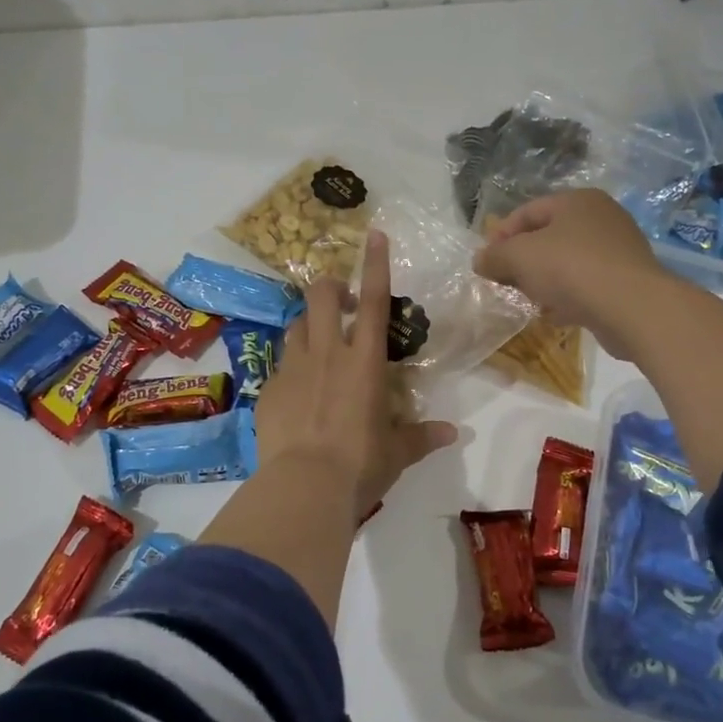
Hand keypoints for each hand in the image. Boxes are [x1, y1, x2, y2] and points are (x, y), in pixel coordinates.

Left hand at [256, 230, 458, 517]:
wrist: (304, 486)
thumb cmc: (360, 464)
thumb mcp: (397, 452)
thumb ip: (422, 437)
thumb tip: (453, 434)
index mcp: (364, 361)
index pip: (373, 301)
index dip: (375, 264)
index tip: (374, 235)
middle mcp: (326, 354)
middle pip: (321, 296)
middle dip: (330, 287)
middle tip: (341, 305)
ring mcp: (293, 369)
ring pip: (296, 325)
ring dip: (309, 326)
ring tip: (319, 347)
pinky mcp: (269, 389)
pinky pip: (280, 365)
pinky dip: (292, 369)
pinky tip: (297, 395)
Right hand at [473, 189, 675, 359]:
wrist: (632, 308)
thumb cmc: (571, 269)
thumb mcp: (519, 257)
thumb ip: (495, 256)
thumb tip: (480, 260)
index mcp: (578, 201)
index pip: (528, 211)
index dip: (500, 235)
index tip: (485, 262)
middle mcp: (602, 218)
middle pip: (548, 237)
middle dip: (522, 260)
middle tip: (504, 282)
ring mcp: (618, 250)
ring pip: (567, 263)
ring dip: (543, 281)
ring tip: (527, 300)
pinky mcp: (627, 282)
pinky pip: (586, 285)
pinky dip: (567, 297)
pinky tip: (553, 315)